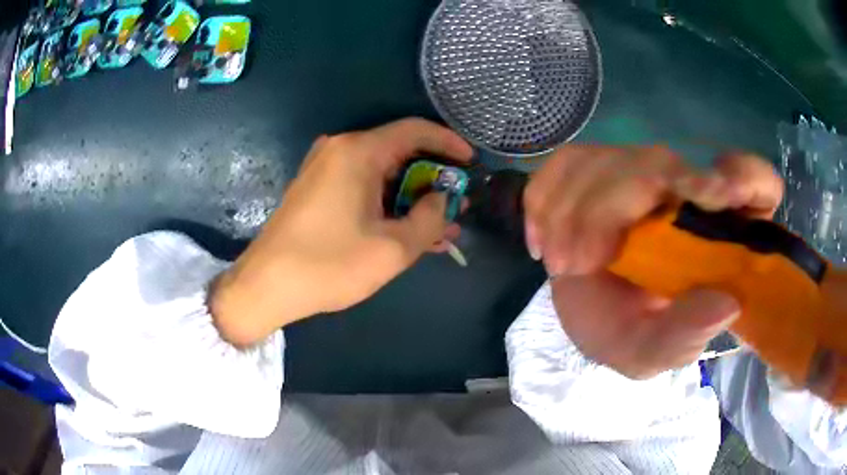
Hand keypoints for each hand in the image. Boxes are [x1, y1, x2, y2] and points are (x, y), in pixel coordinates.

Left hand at [211, 118, 472, 345]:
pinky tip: (407, 230)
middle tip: (457, 204)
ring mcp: (325, 169)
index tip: (471, 163)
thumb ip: (430, 219)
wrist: (266, 286)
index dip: (449, 142)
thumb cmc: (329, 265)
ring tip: (440, 226)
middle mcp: (340, 149)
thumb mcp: (392, 248)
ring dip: (412, 198)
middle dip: (433, 179)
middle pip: (399, 152)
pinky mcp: (316, 189)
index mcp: (358, 152)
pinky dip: (387, 204)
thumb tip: (443, 200)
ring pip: (382, 174)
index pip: (415, 130)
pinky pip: (362, 187)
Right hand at [524, 146, 783, 377]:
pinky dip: (545, 198)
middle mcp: (687, 190)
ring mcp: (642, 171)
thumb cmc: (627, 332)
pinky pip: (566, 161)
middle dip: (608, 209)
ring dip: (571, 211)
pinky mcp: (599, 167)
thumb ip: (684, 337)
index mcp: (719, 232)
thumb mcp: (652, 352)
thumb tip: (726, 304)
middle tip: (575, 264)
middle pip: (659, 163)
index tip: (711, 198)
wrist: (585, 313)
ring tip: (560, 263)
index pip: (757, 182)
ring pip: (608, 158)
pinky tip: (543, 239)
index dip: (744, 177)